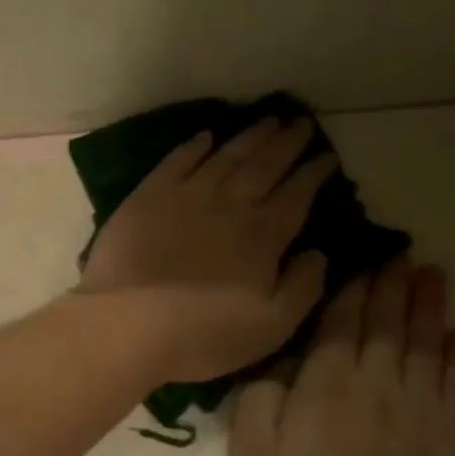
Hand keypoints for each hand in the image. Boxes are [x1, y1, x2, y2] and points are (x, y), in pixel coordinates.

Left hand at [77, 117, 334, 383]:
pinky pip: (176, 161)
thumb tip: (318, 253)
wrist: (127, 325)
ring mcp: (185, 196)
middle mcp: (228, 204)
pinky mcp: (147, 197)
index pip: (297, 194)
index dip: (314, 173)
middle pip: (264, 165)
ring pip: (225, 156)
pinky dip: (194, 146)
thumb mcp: (272, 326)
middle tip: (302, 123)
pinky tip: (205, 136)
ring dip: (249, 137)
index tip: (327, 156)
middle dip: (287, 143)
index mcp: (262, 235)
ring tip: (268, 120)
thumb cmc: (202, 335)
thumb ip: (304, 287)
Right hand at [229, 261, 454, 455]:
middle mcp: (379, 385)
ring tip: (432, 276)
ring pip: (427, 345)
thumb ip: (259, 399)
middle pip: (387, 324)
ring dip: (428, 308)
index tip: (360, 258)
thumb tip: (279, 365)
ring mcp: (424, 414)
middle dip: (392, 286)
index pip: (340, 322)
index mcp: (326, 385)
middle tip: (401, 253)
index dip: (350, 288)